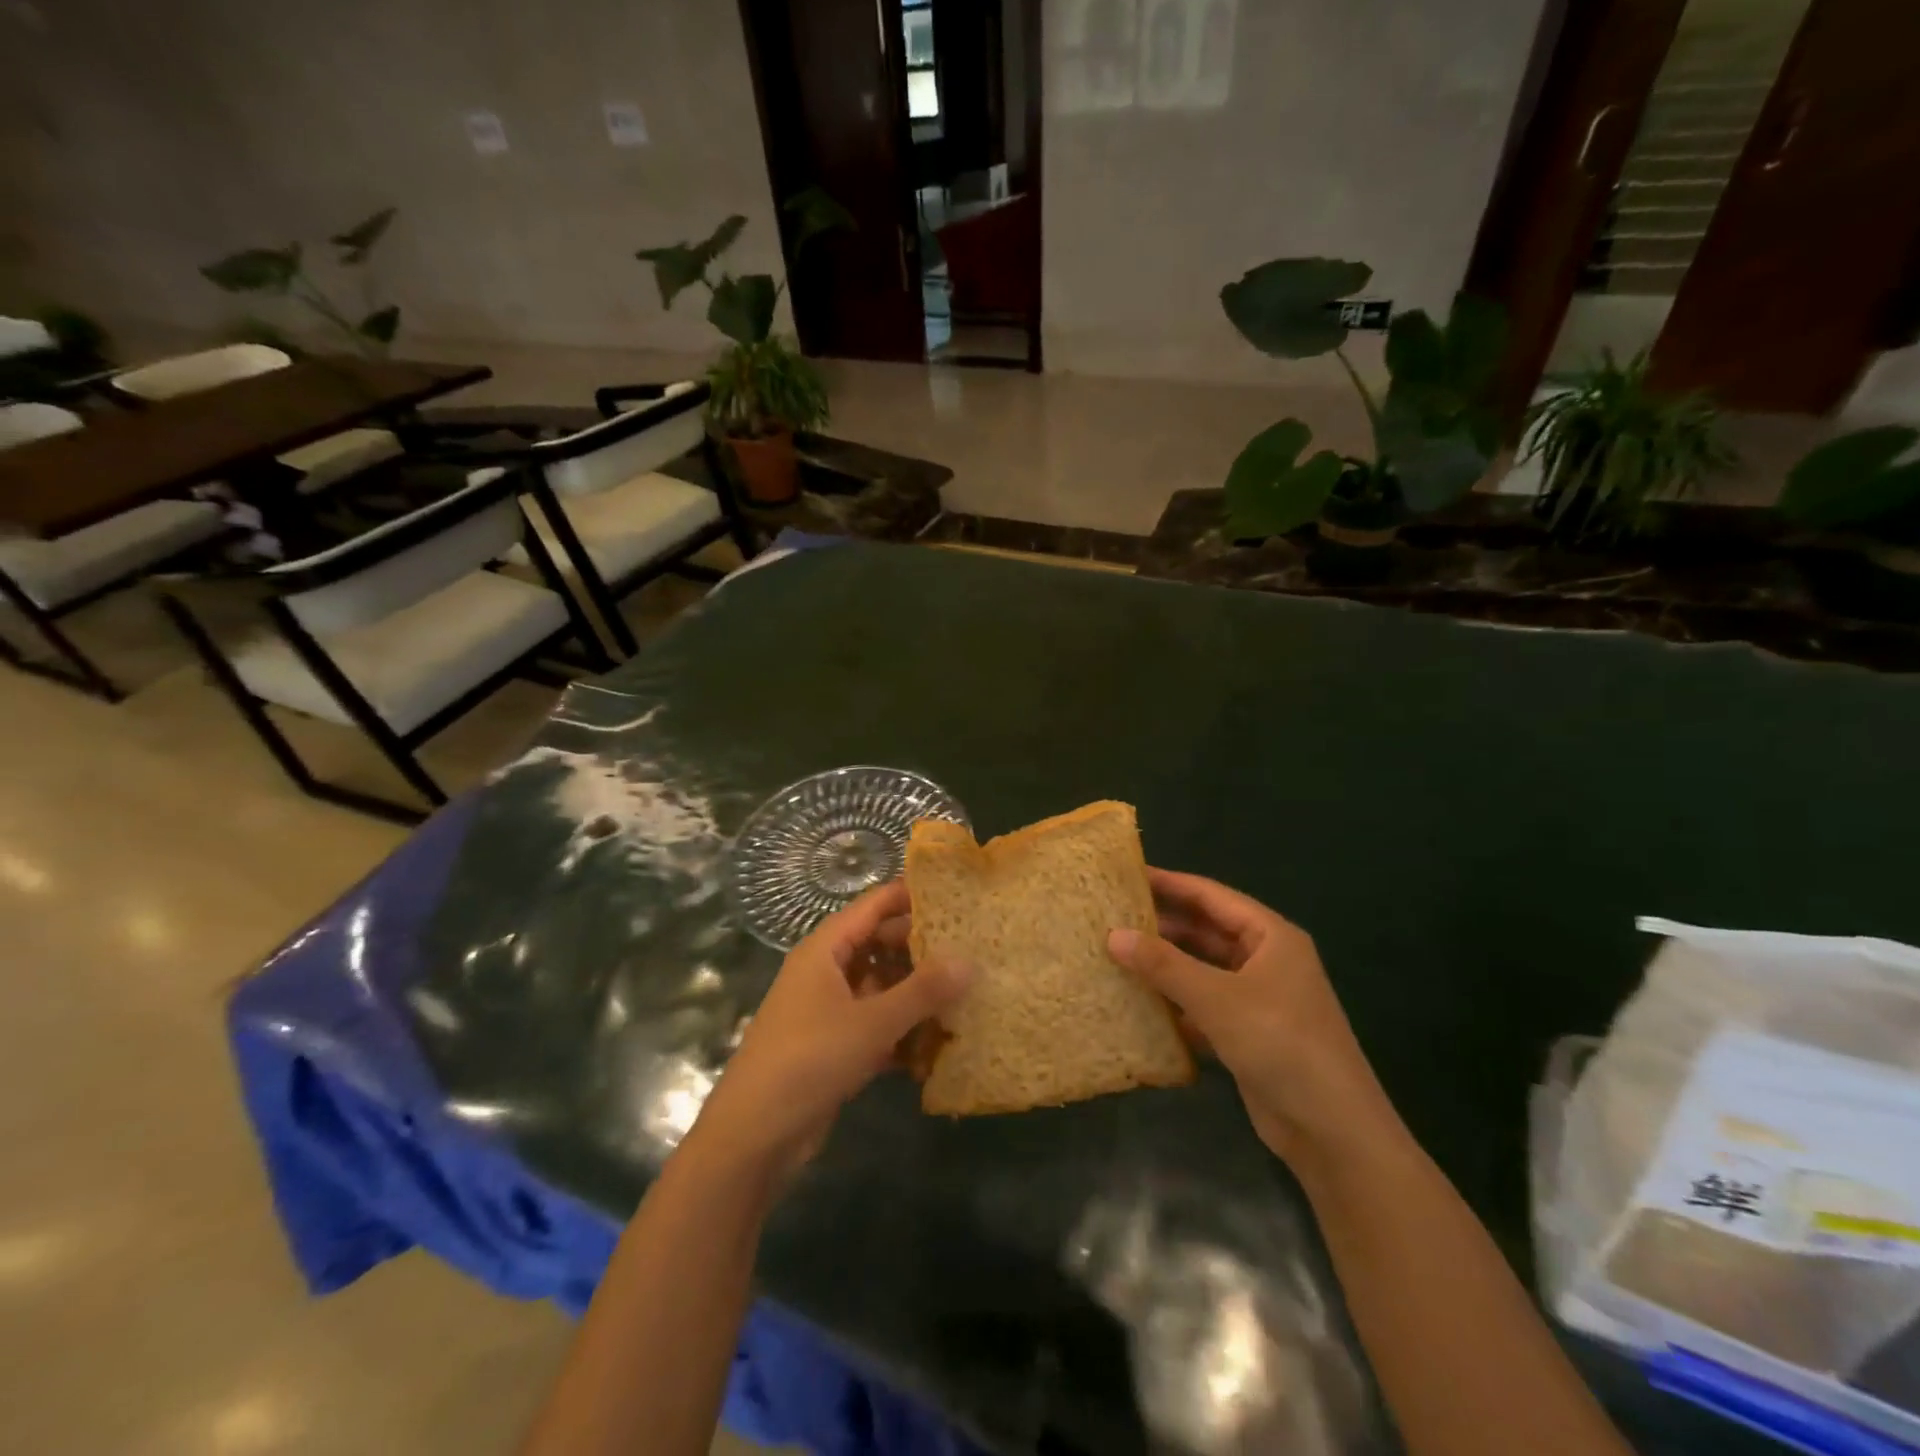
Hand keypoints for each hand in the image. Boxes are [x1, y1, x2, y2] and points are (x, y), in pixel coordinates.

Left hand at [684, 881, 969, 1186]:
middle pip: (881, 945)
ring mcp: (830, 1010)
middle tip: (973, 949)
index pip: (874, 905)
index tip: (958, 893)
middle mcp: (827, 971)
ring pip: (882, 987)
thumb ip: (922, 991)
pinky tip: (940, 1046)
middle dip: (923, 949)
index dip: (912, 895)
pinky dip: (903, 1032)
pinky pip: (877, 1025)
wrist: (754, 1137)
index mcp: (826, 949)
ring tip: (967, 995)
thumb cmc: (809, 1060)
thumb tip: (970, 960)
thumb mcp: (871, 1022)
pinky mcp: (835, 1046)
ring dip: (917, 995)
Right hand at [1108, 870, 1398, 1167]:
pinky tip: (1138, 1003)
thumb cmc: (1280, 1044)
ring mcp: (1258, 999)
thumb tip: (1113, 935)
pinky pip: (1203, 1005)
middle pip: (1205, 931)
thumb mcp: (1217, 998)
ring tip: (1115, 954)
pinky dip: (1174, 1002)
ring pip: (1202, 969)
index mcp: (1270, 936)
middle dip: (1162, 924)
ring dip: (1165, 965)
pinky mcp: (1248, 1033)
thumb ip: (1164, 965)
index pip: (1211, 896)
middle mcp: (1265, 960)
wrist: (1333, 1131)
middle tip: (1111, 916)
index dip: (1169, 883)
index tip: (1126, 875)